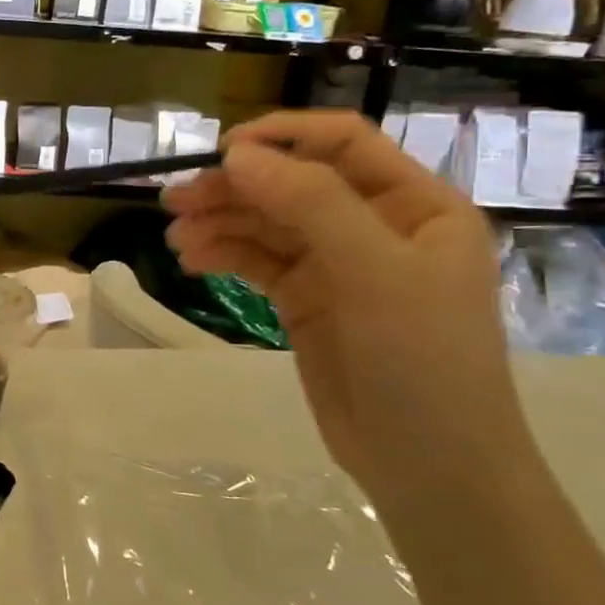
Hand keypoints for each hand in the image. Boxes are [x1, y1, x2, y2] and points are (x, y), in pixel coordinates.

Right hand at [162, 111, 532, 516]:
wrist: (429, 468)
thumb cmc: (424, 361)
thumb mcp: (375, 273)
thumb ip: (310, 204)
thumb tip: (237, 155)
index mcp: (415, 204)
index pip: (342, 143)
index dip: (282, 137)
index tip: (221, 153)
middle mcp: (375, 225)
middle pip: (292, 183)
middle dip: (235, 187)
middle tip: (176, 201)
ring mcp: (338, 264)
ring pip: (266, 222)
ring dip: (219, 221)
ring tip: (175, 236)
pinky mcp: (306, 299)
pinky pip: (257, 260)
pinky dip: (223, 253)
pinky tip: (191, 259)